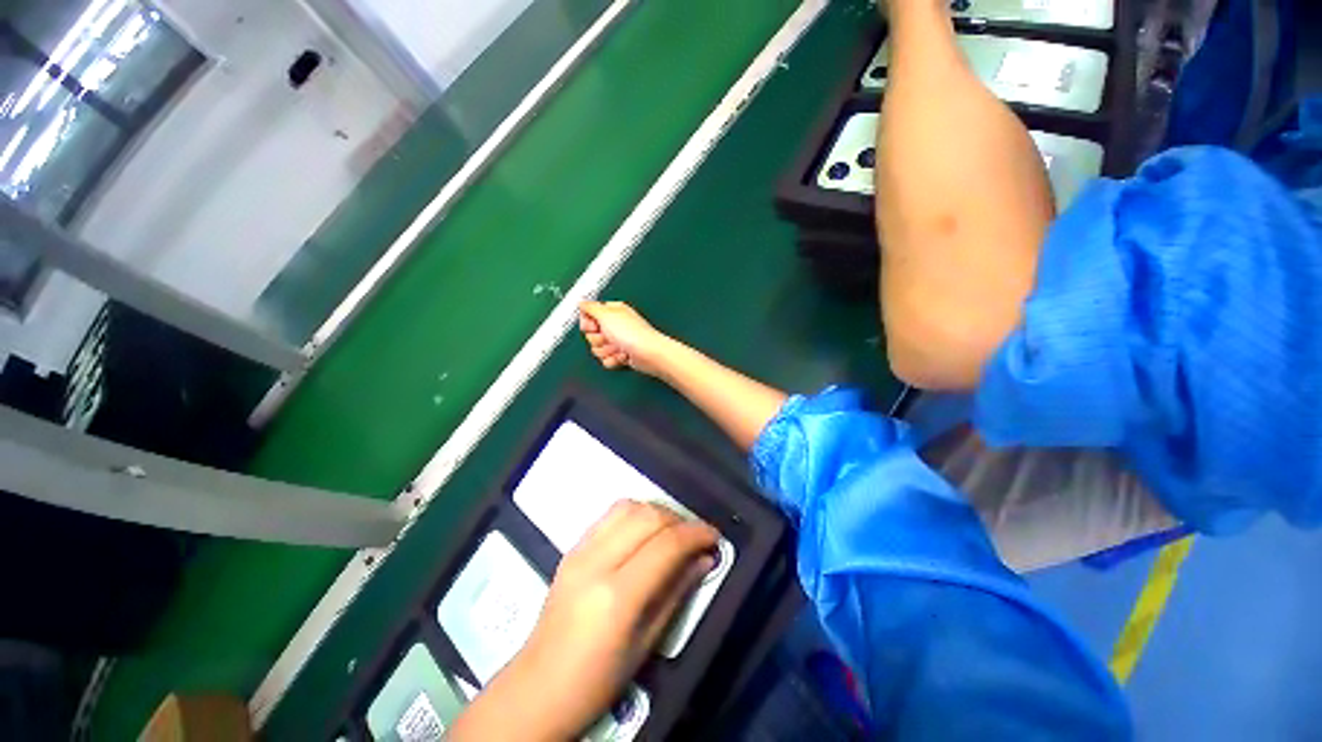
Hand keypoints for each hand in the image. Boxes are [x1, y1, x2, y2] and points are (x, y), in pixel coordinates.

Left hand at [449, 501, 717, 740]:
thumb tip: (705, 560)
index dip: (696, 534)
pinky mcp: (572, 547)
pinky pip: (609, 515)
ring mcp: (579, 550)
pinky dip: (635, 514)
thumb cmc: (598, 680)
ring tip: (671, 532)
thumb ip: (677, 593)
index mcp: (616, 596)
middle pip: (647, 516)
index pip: (665, 545)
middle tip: (695, 537)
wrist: (538, 687)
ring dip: (656, 512)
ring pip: (628, 507)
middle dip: (679, 519)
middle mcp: (596, 562)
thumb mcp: (646, 643)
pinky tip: (644, 532)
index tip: (714, 537)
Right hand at [579, 301, 671, 375]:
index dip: (588, 324)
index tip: (594, 326)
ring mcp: (618, 341)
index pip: (588, 316)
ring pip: (597, 349)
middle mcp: (615, 325)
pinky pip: (606, 360)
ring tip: (619, 347)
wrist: (648, 354)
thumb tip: (581, 303)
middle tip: (610, 337)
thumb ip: (590, 307)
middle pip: (591, 335)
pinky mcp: (620, 354)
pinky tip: (623, 355)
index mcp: (612, 311)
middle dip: (599, 340)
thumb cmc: (633, 334)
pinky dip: (613, 360)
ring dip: (606, 350)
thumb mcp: (606, 315)